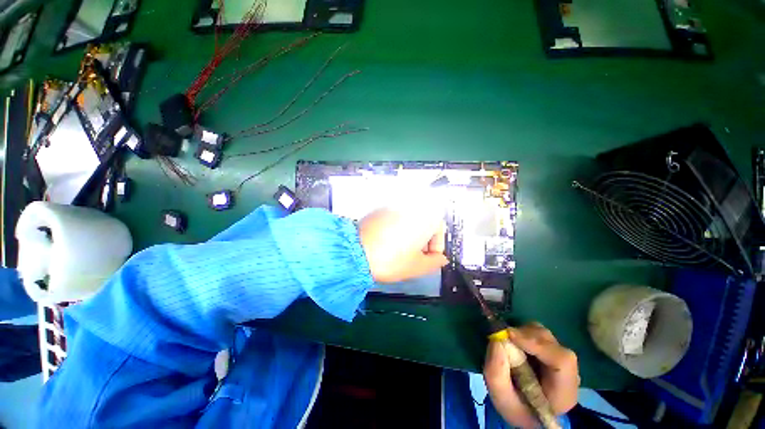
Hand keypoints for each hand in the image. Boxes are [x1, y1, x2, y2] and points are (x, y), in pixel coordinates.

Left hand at [358, 207, 447, 282]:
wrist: (356, 251)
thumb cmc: (390, 259)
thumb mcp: (417, 267)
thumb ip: (435, 263)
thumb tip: (441, 259)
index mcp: (424, 218)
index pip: (440, 228)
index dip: (437, 246)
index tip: (430, 258)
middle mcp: (410, 207)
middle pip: (424, 223)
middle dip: (424, 240)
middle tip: (417, 256)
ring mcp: (393, 207)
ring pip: (410, 221)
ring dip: (411, 235)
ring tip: (402, 252)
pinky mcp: (379, 210)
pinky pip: (395, 219)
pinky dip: (397, 230)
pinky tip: (388, 243)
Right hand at [483, 323, 578, 428]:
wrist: (524, 411)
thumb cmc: (515, 408)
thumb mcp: (501, 398)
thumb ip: (496, 373)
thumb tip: (496, 340)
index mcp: (564, 392)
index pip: (562, 360)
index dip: (536, 343)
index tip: (509, 335)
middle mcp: (568, 372)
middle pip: (551, 342)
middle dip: (524, 336)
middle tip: (503, 337)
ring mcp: (559, 358)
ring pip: (543, 333)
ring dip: (521, 333)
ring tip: (507, 342)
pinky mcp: (550, 349)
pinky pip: (536, 332)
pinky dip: (521, 332)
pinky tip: (513, 343)